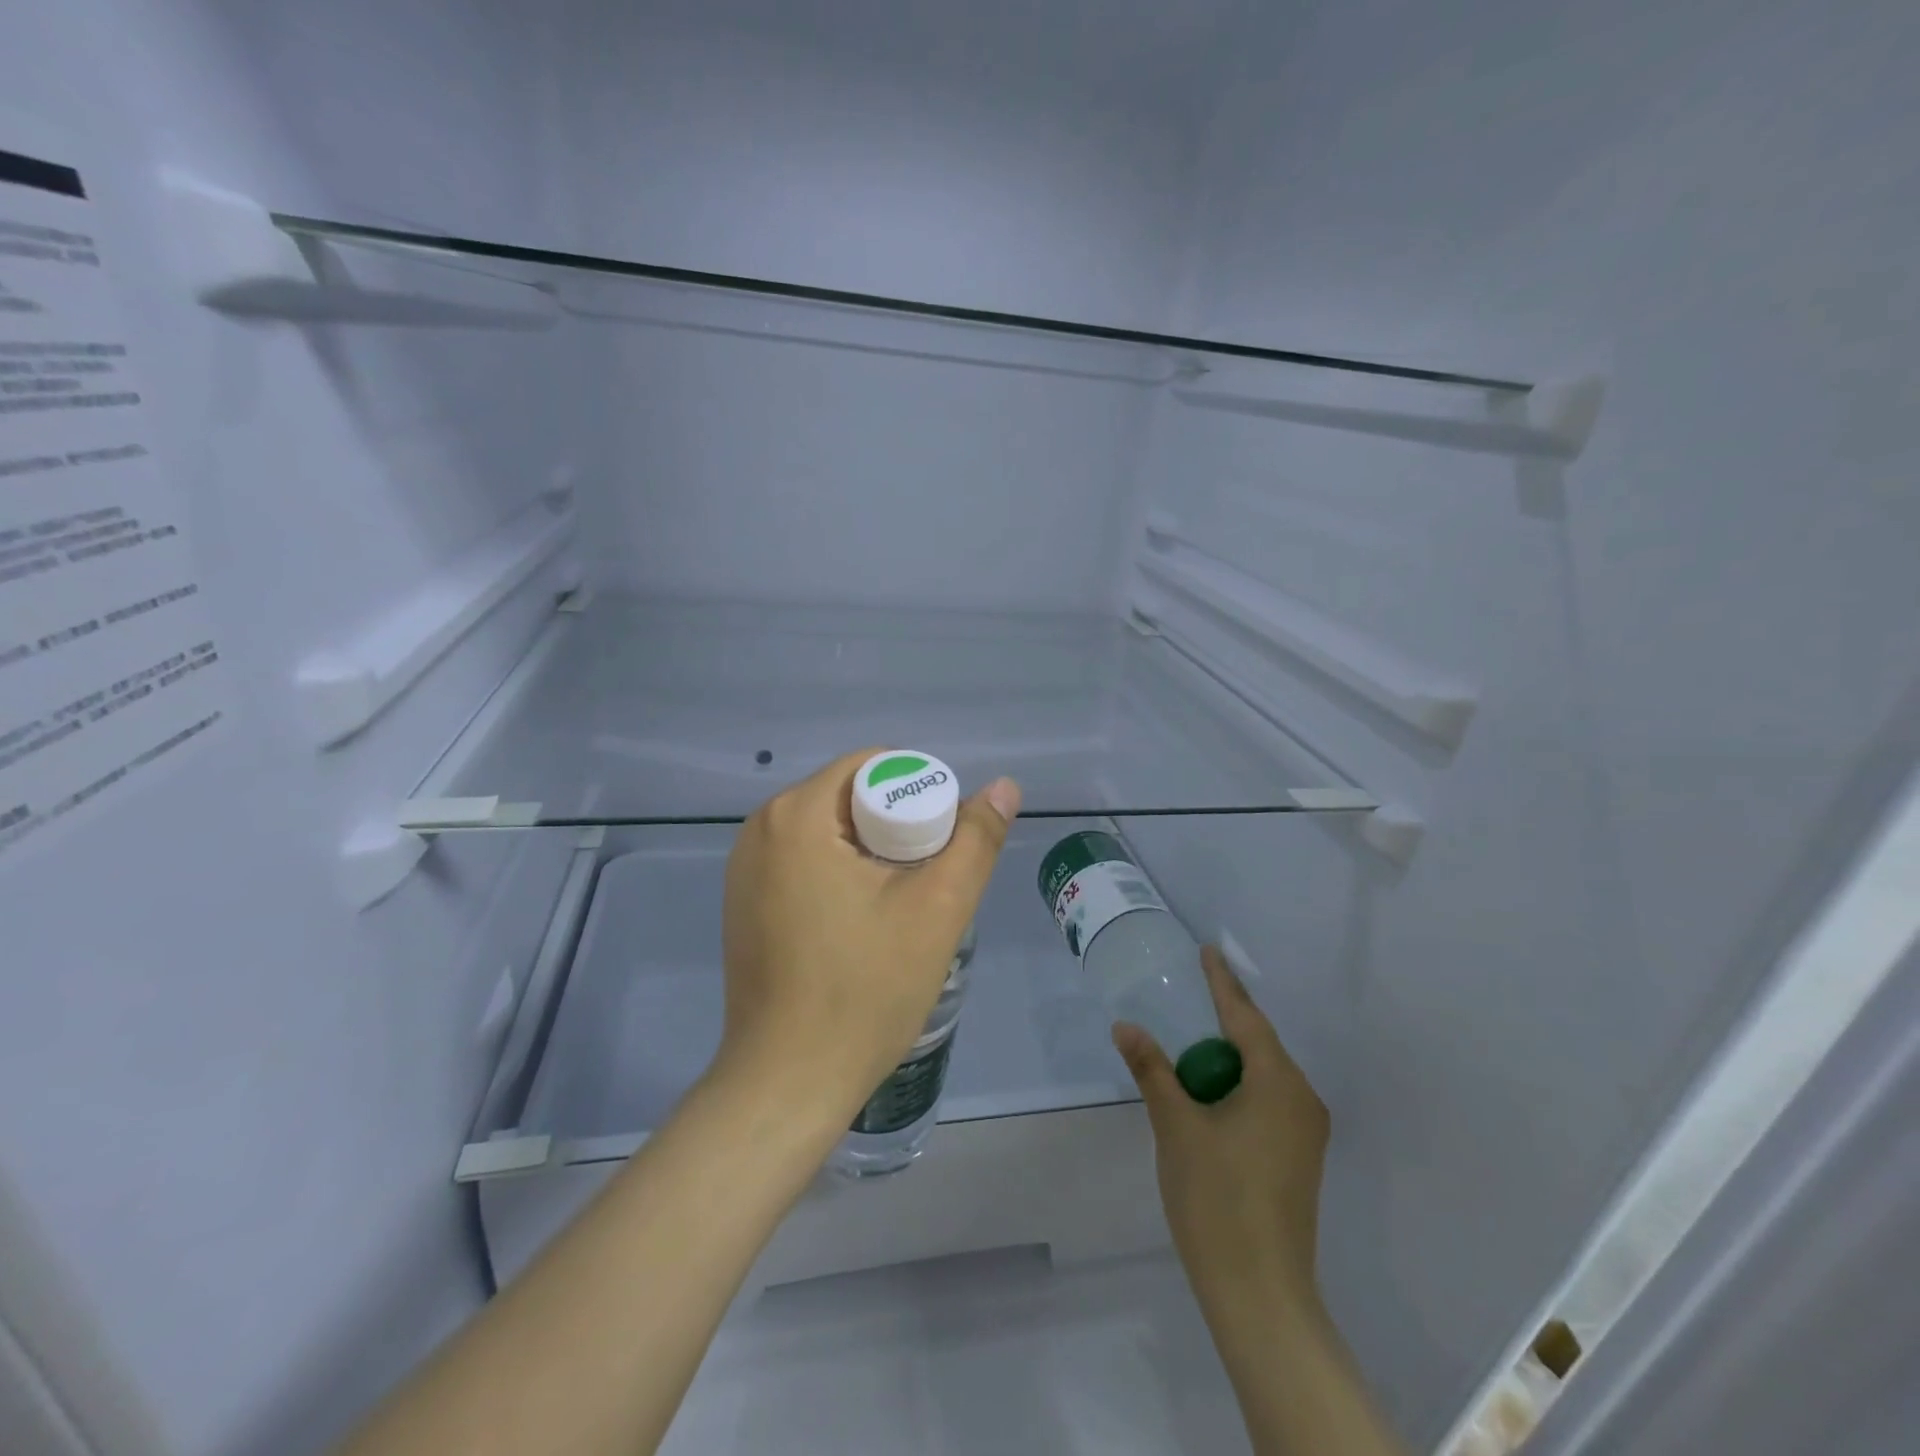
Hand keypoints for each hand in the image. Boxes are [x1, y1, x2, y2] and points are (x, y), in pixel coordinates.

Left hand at [718, 748, 1021, 1126]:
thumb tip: (1004, 786)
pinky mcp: (743, 902)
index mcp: (797, 814)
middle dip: (897, 826)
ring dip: (871, 851)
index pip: (873, 767)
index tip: (942, 845)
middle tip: (928, 880)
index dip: (920, 793)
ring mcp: (744, 867)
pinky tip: (862, 921)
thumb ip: (976, 839)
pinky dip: (840, 872)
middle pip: (849, 796)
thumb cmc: (865, 989)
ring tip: (902, 903)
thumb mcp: (937, 909)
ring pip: (828, 830)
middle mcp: (760, 828)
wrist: (789, 1081)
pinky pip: (804, 861)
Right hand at [1113, 947, 1330, 1329]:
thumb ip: (1153, 1070)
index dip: (1223, 983)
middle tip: (1195, 986)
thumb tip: (1125, 1026)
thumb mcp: (1176, 1126)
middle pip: (1260, 1042)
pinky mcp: (1297, 1157)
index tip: (1208, 952)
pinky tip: (1211, 1084)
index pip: (1246, 1018)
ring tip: (1196, 1031)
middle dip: (1227, 1014)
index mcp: (1278, 1084)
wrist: (1261, 1294)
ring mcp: (1304, 1133)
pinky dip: (1238, 1080)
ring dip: (1230, 1051)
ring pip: (1264, 1072)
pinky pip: (1267, 1097)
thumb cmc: (1217, 1199)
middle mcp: (1301, 1100)